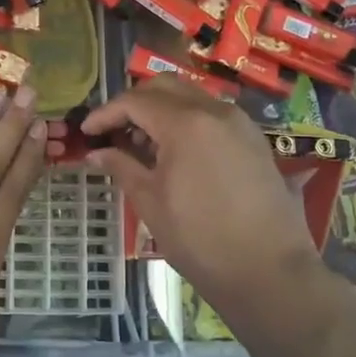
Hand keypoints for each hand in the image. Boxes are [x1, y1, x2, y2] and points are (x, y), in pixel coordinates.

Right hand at [74, 78, 331, 334]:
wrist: (268, 270)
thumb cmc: (200, 238)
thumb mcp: (151, 202)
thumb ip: (121, 167)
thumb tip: (96, 152)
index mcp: (185, 123)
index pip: (135, 101)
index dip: (105, 113)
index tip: (86, 132)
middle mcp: (215, 111)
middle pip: (164, 87)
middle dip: (134, 103)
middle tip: (113, 131)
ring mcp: (239, 123)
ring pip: (191, 97)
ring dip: (161, 110)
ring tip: (141, 144)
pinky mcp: (254, 140)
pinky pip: (212, 115)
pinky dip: (186, 121)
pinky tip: (175, 153)